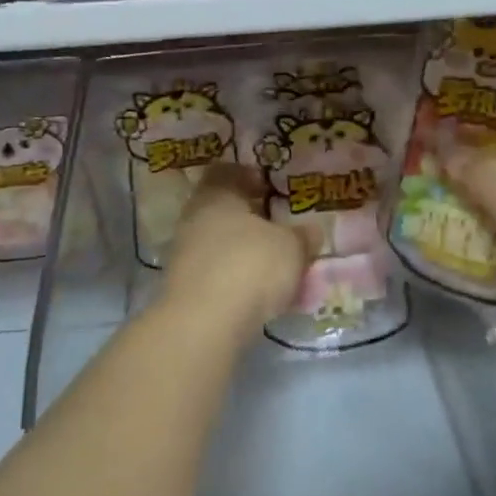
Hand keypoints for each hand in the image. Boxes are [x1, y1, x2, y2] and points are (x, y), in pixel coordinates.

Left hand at [161, 163, 312, 331]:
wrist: (204, 323)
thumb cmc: (251, 265)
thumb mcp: (291, 247)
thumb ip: (302, 237)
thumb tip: (310, 232)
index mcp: (216, 195)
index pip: (226, 172)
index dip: (248, 176)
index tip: (268, 187)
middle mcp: (194, 218)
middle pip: (222, 210)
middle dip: (250, 219)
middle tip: (278, 229)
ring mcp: (185, 254)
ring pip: (220, 244)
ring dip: (244, 252)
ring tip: (276, 267)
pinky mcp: (185, 288)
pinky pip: (217, 274)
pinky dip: (237, 279)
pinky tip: (261, 295)